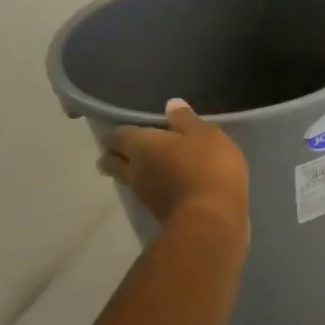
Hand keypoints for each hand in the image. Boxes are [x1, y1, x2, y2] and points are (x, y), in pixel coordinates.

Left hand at [98, 99, 249, 234]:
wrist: (212, 220)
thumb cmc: (208, 168)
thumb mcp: (207, 135)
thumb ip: (187, 120)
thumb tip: (170, 104)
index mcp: (142, 145)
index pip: (117, 135)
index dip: (120, 132)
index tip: (126, 131)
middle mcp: (135, 169)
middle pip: (112, 161)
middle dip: (115, 156)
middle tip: (127, 151)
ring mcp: (144, 195)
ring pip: (129, 180)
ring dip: (135, 174)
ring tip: (151, 168)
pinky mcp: (159, 214)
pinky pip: (149, 196)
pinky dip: (155, 190)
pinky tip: (170, 186)